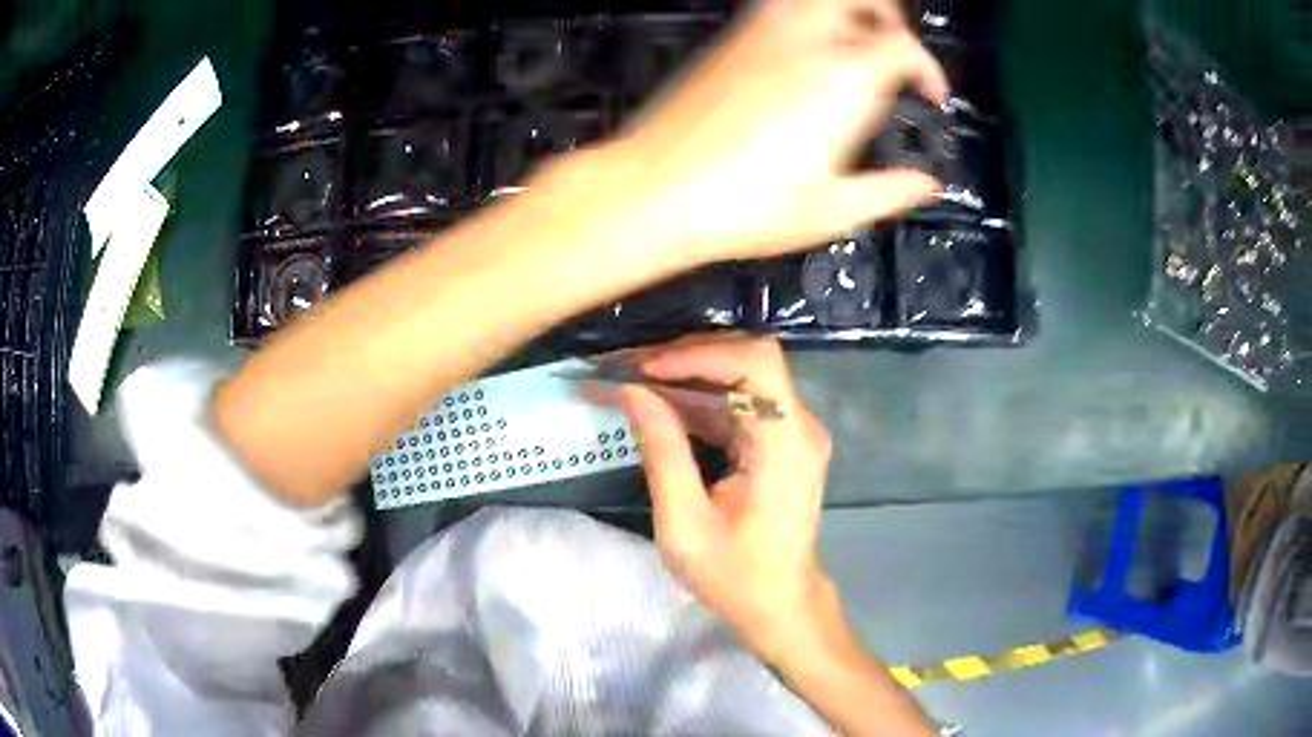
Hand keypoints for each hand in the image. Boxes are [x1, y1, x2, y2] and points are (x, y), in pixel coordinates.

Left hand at [599, 0, 948, 264]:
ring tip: (857, 43)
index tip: (931, 95)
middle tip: (897, 52)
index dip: (929, 69)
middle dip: (890, 19)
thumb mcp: (830, 212)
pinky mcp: (731, 40)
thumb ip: (890, 192)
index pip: (904, 47)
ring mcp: (763, 35)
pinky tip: (808, 49)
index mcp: (841, 81)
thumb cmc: (738, 207)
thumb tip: (926, 185)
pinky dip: (807, 16)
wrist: (653, 190)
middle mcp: (805, 43)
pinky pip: (779, 7)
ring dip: (849, 11)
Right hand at [611, 334, 833, 659]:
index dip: (699, 354)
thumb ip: (662, 452)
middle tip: (628, 369)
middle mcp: (799, 426)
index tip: (645, 370)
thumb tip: (632, 392)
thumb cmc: (735, 577)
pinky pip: (739, 401)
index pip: (756, 362)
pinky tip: (657, 405)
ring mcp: (793, 431)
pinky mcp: (781, 441)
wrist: (780, 604)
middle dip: (684, 357)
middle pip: (747, 359)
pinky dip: (697, 398)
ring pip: (740, 375)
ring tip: (631, 382)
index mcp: (786, 444)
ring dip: (685, 374)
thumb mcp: (684, 525)